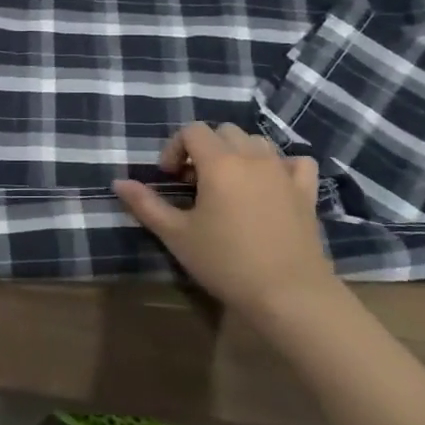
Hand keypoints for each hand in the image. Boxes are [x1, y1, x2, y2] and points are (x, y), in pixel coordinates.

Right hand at [113, 123, 338, 319]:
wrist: (288, 294)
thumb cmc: (226, 263)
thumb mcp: (177, 236)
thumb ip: (146, 205)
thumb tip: (119, 182)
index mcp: (219, 162)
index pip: (192, 130)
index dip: (175, 147)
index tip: (170, 178)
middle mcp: (252, 157)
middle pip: (224, 131)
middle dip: (204, 149)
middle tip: (195, 183)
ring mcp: (283, 172)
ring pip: (257, 142)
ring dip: (238, 153)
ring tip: (229, 185)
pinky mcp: (306, 191)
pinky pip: (295, 162)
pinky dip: (281, 165)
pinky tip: (271, 186)